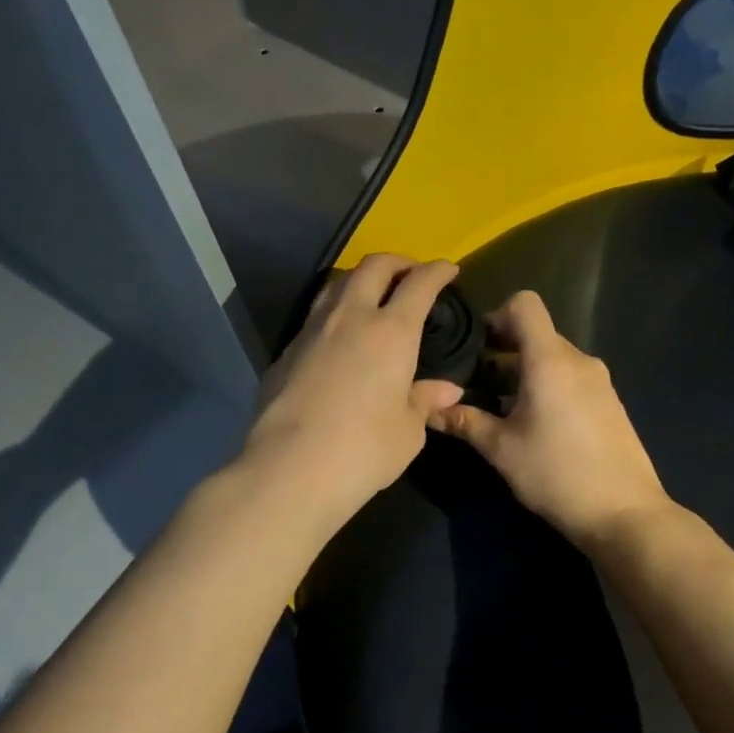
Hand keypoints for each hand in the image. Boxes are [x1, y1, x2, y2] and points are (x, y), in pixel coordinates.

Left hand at [242, 255, 464, 528]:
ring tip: (373, 294)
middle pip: (373, 267)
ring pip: (337, 284)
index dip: (436, 271)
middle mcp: (351, 318)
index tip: (448, 269)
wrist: (290, 470)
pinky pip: (315, 315)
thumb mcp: (408, 431)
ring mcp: (312, 331)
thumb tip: (446, 390)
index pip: (419, 284)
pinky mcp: (286, 351)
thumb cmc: (364, 451)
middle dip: (397, 262)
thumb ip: (424, 401)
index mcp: (391, 332)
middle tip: (411, 273)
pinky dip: (335, 311)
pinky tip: (340, 336)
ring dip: (361, 279)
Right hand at [429, 291, 669, 547]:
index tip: (477, 349)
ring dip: (525, 373)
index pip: (525, 304)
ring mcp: (599, 381)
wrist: (624, 513)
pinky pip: (572, 379)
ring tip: (501, 410)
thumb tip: (430, 410)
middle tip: (476, 385)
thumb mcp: (502, 449)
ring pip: (554, 359)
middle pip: (537, 334)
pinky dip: (549, 387)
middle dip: (504, 353)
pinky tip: (536, 426)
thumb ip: (465, 422)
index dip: (496, 316)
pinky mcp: (610, 402)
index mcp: (550, 360)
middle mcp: (579, 360)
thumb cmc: (556, 474)